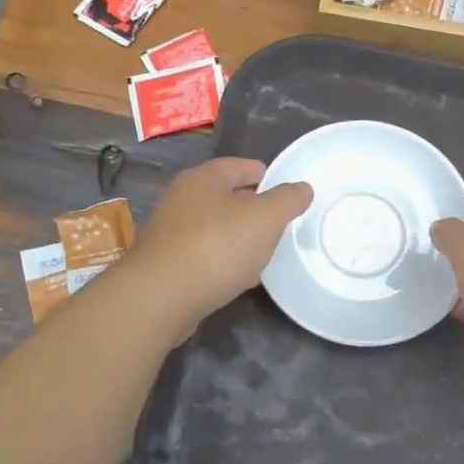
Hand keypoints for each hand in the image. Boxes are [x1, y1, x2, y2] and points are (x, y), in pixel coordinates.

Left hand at [127, 157, 311, 332]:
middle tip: (281, 225)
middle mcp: (182, 198)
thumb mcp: (266, 218)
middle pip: (226, 197)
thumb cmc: (217, 246)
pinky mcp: (166, 264)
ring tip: (265, 253)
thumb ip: (288, 200)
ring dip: (238, 238)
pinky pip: (204, 256)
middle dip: (253, 209)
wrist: (160, 297)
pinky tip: (239, 279)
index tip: (288, 192)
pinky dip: (223, 262)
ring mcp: (171, 232)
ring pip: (215, 228)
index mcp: (204, 178)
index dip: (267, 176)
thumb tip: (303, 188)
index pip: (241, 166)